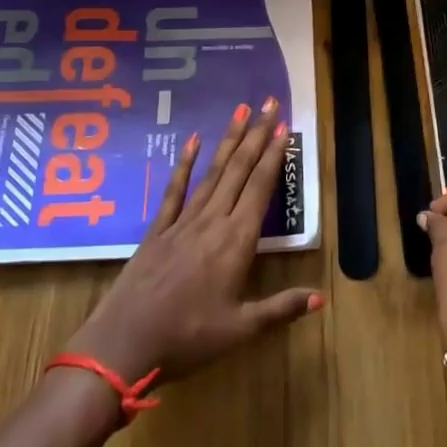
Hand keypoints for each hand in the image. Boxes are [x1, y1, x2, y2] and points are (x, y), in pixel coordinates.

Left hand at [65, 97, 321, 384]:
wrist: (123, 344)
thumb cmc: (188, 338)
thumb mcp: (241, 330)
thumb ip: (281, 308)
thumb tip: (323, 298)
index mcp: (236, 241)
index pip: (260, 188)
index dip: (274, 156)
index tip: (284, 126)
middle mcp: (212, 221)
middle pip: (238, 170)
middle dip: (256, 135)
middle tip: (269, 102)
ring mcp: (182, 222)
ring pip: (212, 173)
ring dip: (229, 140)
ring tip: (241, 111)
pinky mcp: (158, 230)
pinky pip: (175, 191)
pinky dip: (185, 165)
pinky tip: (192, 141)